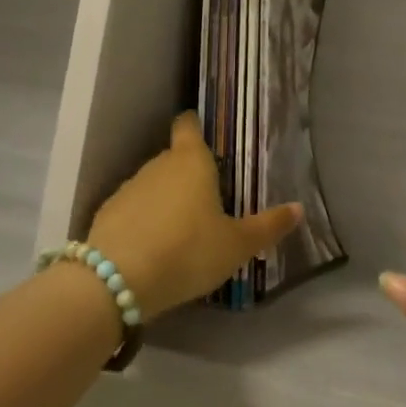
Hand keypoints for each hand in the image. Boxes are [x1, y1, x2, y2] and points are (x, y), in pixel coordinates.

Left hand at [87, 112, 301, 317]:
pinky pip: (132, 210)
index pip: (188, 127)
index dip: (194, 126)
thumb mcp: (237, 245)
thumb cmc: (188, 251)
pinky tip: (152, 247)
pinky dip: (142, 221)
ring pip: (152, 185)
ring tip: (180, 229)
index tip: (202, 133)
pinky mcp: (106, 214)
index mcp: (191, 162)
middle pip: (173, 159)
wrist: (117, 280)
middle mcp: (157, 165)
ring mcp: (128, 188)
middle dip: (186, 174)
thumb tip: (298, 208)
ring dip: (164, 200)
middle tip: (207, 199)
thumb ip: (267, 226)